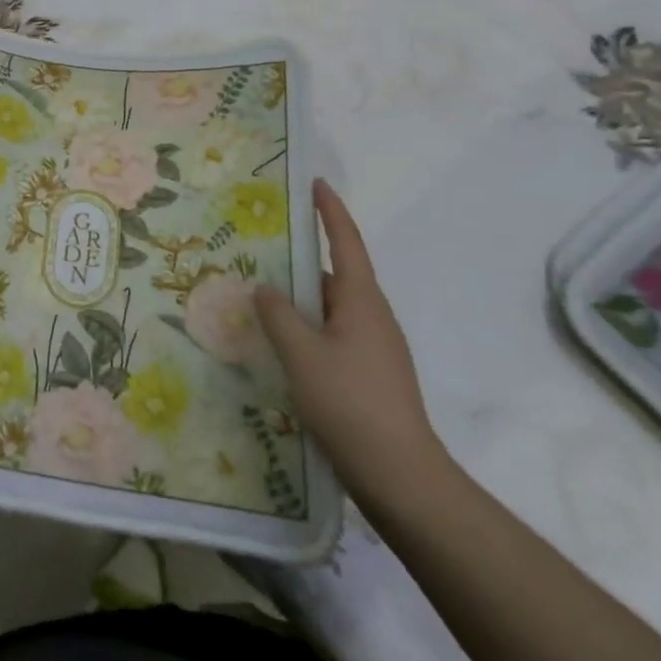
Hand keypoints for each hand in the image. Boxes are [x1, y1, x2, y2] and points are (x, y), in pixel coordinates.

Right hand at [255, 179, 449, 506]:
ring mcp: (375, 348)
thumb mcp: (302, 355)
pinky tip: (280, 345)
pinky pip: (332, 335)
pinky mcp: (370, 375)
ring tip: (258, 297)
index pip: (345, 242)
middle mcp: (372, 316)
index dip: (330, 211)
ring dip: (299, 300)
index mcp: (361, 301)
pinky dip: (306, 328)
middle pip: (333, 275)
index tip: (315, 183)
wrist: (401, 477)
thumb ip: (278, 315)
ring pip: (330, 309)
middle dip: (299, 261)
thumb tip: (264, 288)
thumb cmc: (351, 403)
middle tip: (260, 250)